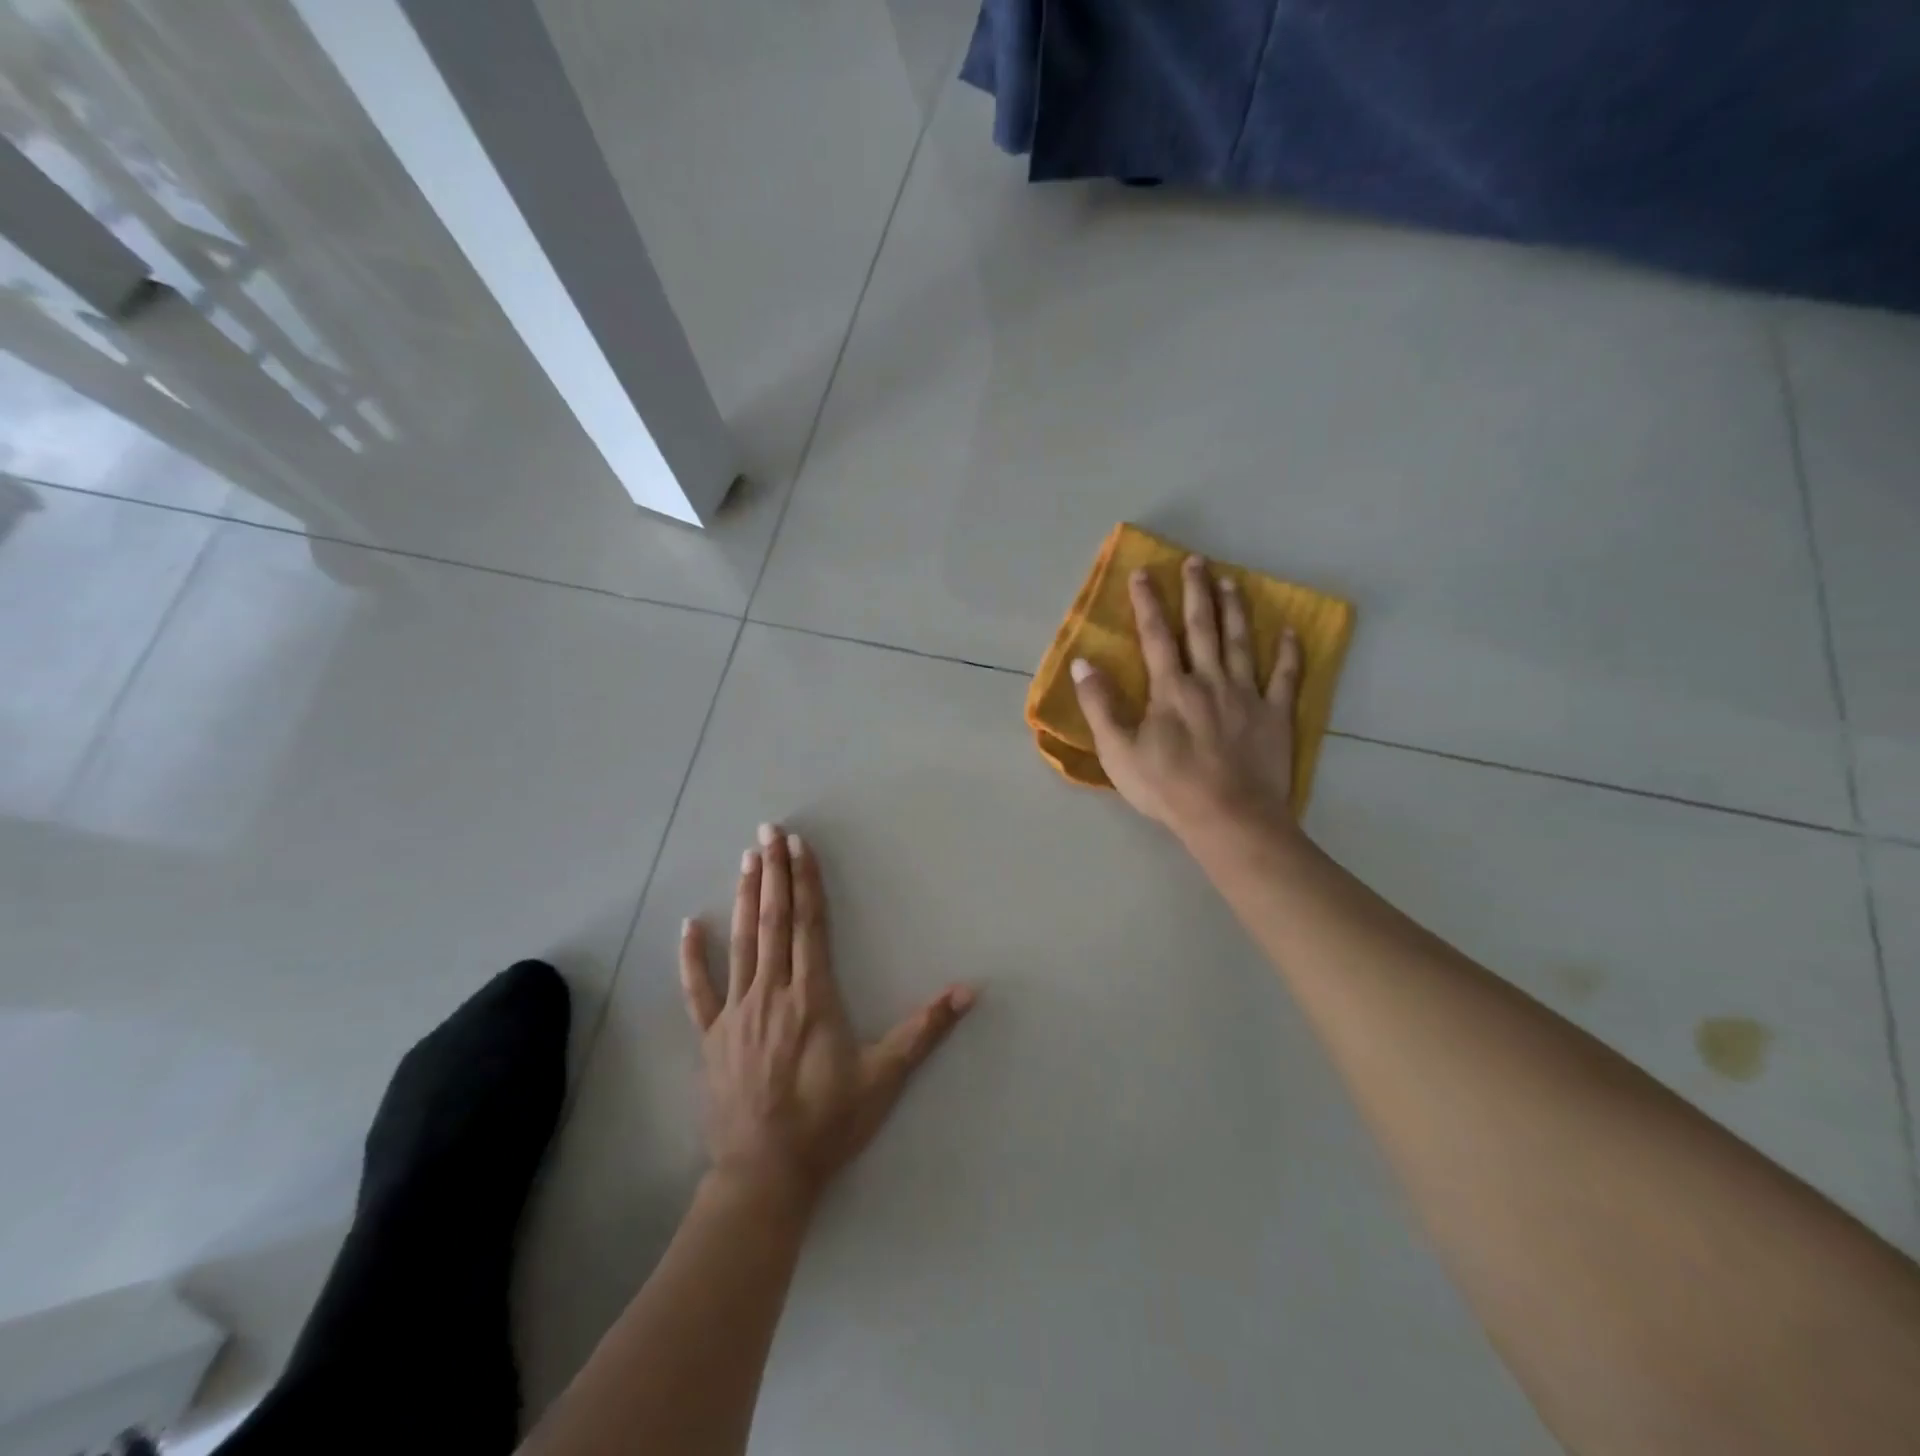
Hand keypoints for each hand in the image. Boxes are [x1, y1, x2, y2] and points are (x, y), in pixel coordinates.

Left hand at [679, 824, 974, 1209]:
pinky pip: (698, 990)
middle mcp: (772, 992)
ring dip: (745, 897)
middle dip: (774, 873)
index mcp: (812, 996)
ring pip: (741, 943)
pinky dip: (692, 957)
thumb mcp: (884, 1077)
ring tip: (747, 859)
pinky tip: (688, 925)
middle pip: (773, 921)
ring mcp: (737, 1012)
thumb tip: (969, 991)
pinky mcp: (712, 1036)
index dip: (806, 881)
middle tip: (768, 831)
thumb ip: (924, 1030)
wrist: (765, 1175)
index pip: (809, 924)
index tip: (799, 845)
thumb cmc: (829, 1123)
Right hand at [1071, 554, 1302, 840]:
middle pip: (1202, 628)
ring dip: (1235, 610)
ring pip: (1241, 643)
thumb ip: (1100, 704)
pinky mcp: (1275, 715)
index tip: (1144, 572)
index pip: (1155, 636)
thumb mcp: (1118, 751)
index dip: (1148, 603)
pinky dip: (1289, 652)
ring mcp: (1246, 695)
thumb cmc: (1167, 787)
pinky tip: (1291, 631)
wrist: (1228, 818)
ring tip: (1232, 582)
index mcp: (1171, 688)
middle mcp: (1209, 680)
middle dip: (1196, 592)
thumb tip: (1082, 663)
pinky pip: (1285, 677)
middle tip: (1196, 561)